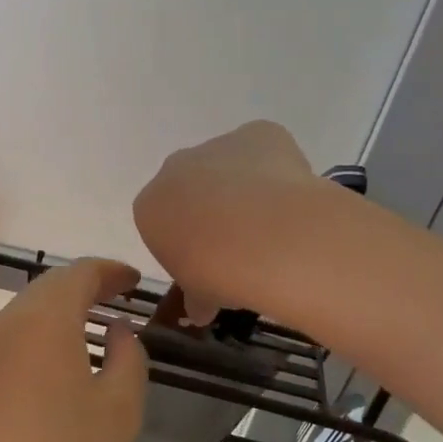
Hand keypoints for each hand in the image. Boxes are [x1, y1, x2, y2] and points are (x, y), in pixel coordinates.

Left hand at [0, 258, 148, 441]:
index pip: (81, 272)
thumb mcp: (119, 408)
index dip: (111, 271)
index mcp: (47, 317)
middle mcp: (10, 321)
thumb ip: (128, 358)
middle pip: (50, 286)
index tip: (133, 281)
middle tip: (115, 298)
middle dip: (85, 286)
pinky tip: (54, 367)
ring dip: (60, 311)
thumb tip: (118, 331)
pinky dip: (39, 337)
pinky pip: (12, 340)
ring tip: (88, 329)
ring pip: (27, 312)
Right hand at [133, 121, 318, 323]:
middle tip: (242, 245)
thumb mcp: (200, 296)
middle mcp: (175, 168)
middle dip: (212, 209)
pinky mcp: (258, 133)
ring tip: (274, 225)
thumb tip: (202, 308)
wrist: (265, 237)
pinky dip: (277, 169)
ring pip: (228, 165)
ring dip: (244, 188)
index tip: (210, 264)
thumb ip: (197, 297)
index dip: (188, 244)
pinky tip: (292, 199)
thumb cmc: (218, 272)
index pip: (163, 222)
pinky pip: (264, 149)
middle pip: (192, 187)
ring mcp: (216, 145)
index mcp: (150, 207)